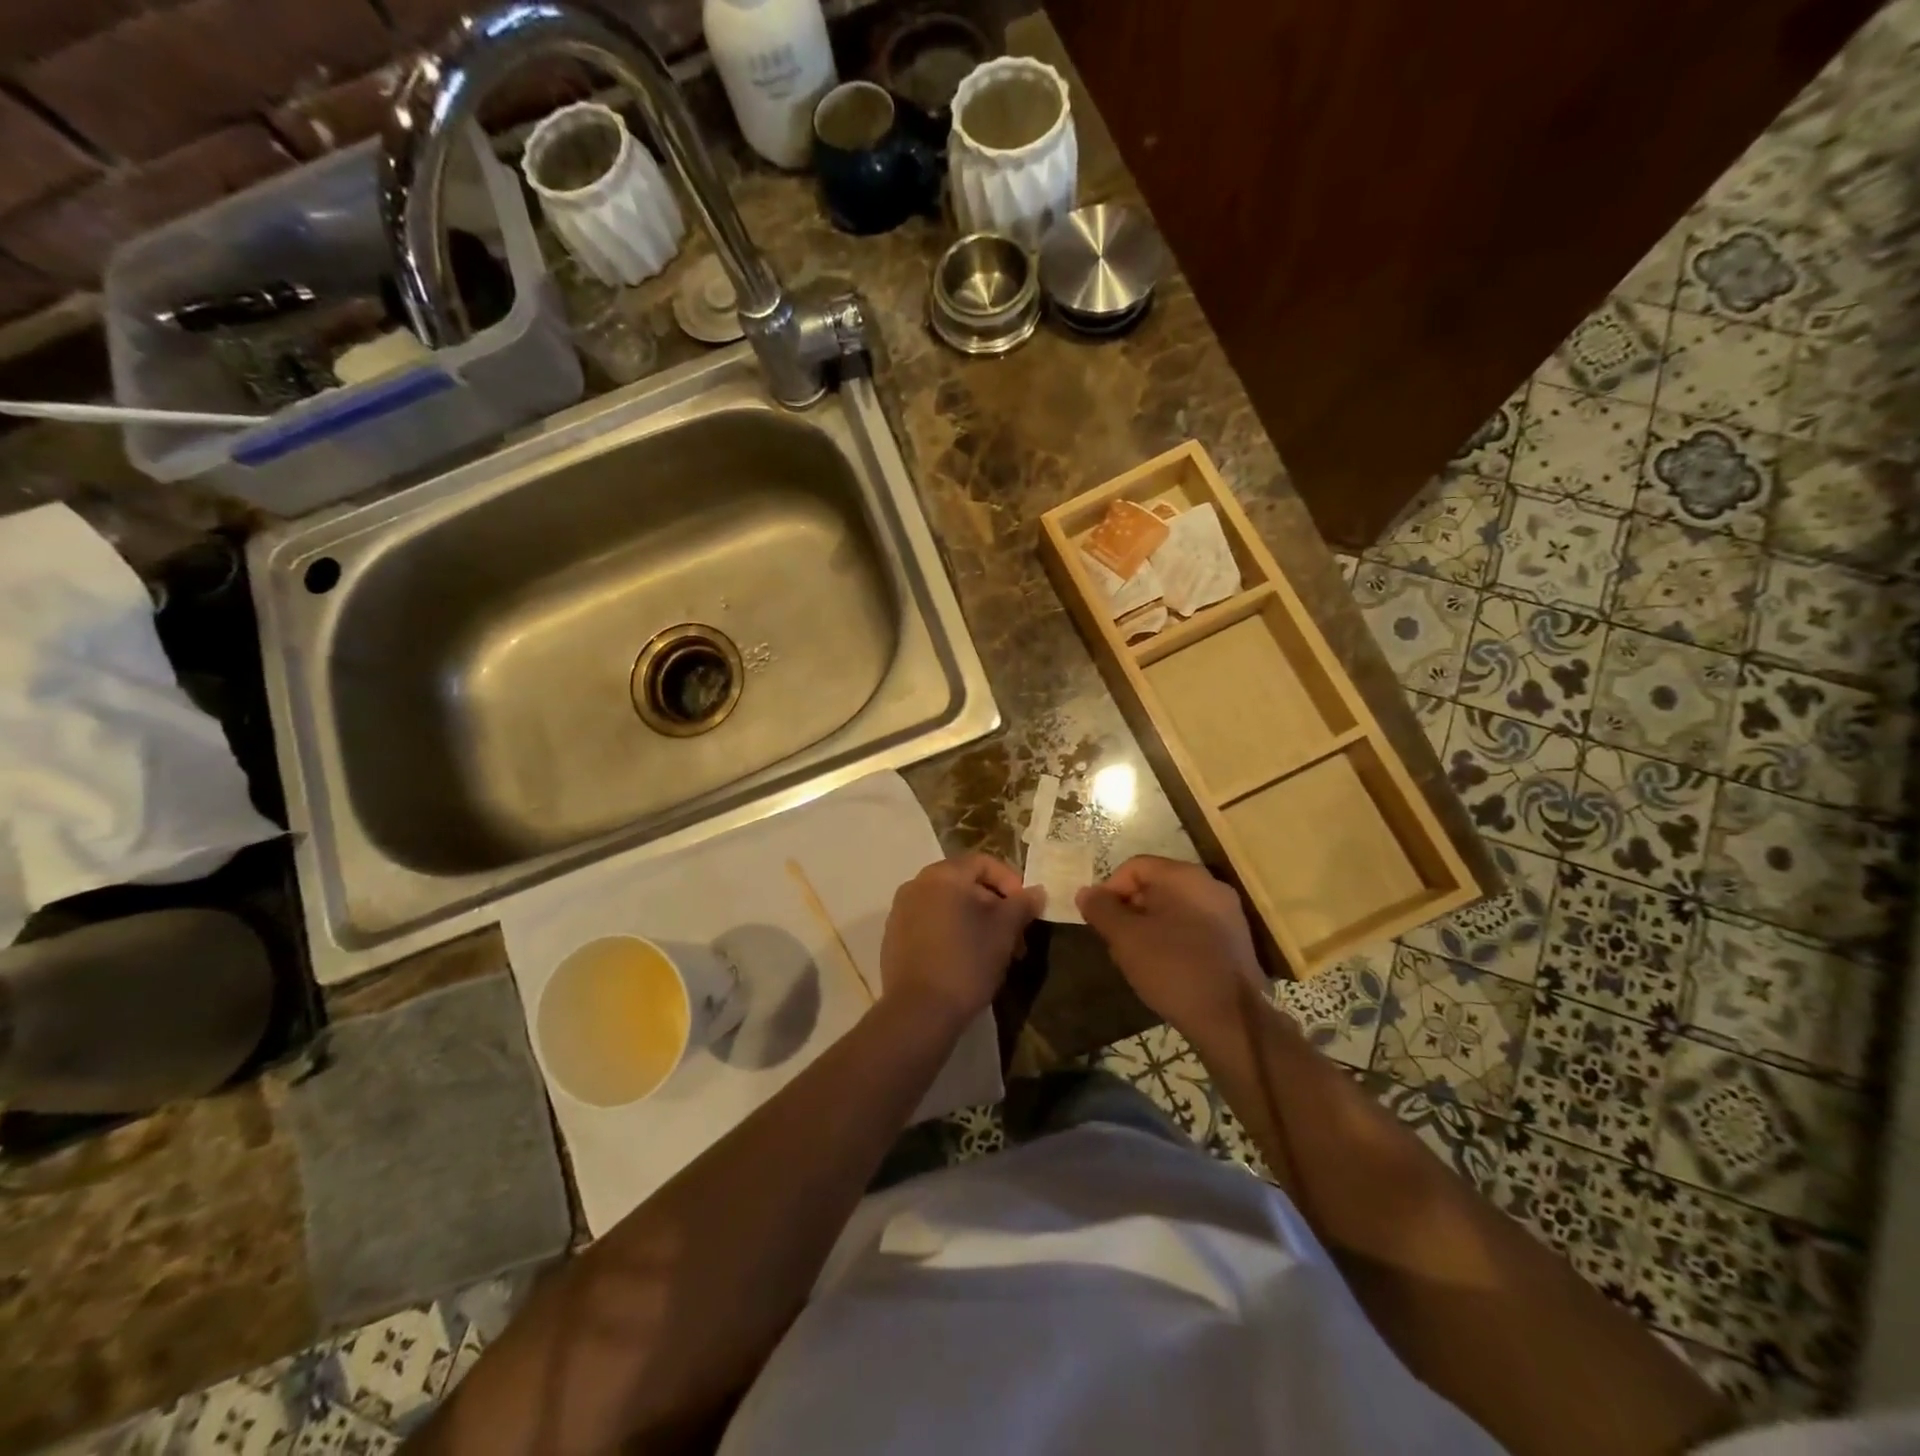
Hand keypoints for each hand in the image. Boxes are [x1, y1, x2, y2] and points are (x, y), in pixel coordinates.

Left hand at [879, 852, 1043, 1031]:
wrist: (919, 1011)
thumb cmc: (967, 961)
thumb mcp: (1004, 931)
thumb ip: (1022, 905)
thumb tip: (1036, 891)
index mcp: (942, 875)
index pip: (983, 862)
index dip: (1011, 882)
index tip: (1026, 909)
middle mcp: (916, 885)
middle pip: (965, 884)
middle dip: (995, 907)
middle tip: (1016, 938)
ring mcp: (900, 911)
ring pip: (949, 906)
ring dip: (976, 922)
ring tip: (996, 953)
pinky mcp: (893, 938)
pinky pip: (930, 924)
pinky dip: (953, 933)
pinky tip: (967, 961)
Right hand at [1075, 855, 1264, 1040]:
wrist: (1232, 1019)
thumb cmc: (1173, 968)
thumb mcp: (1125, 938)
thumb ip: (1101, 909)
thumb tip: (1086, 893)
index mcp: (1184, 876)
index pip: (1135, 867)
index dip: (1109, 890)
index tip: (1099, 921)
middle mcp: (1209, 885)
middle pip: (1155, 886)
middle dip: (1129, 911)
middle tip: (1115, 942)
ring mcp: (1227, 913)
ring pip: (1173, 908)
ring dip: (1149, 927)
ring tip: (1136, 959)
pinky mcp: (1235, 940)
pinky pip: (1192, 927)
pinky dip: (1172, 939)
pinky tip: (1163, 968)